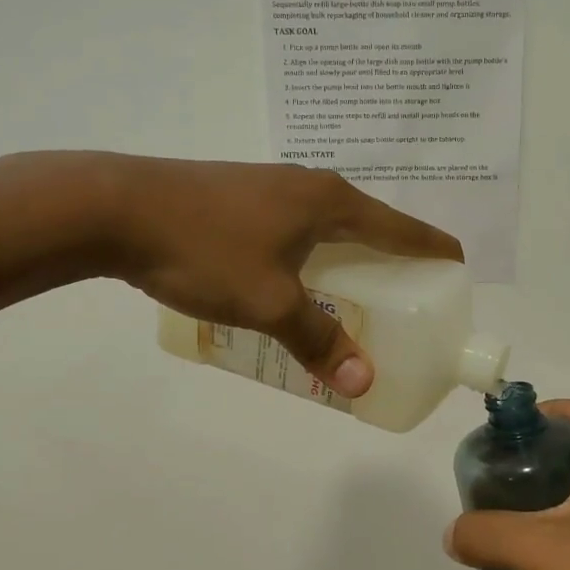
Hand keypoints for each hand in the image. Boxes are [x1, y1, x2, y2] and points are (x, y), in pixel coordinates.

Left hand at [96, 156, 460, 396]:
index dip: (433, 249)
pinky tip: (295, 283)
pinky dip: (311, 258)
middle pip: (368, 226)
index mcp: (330, 201)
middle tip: (406, 301)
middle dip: (392, 260)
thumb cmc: (204, 249)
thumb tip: (362, 382)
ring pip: (327, 228)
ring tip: (354, 297)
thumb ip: (317, 339)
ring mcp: (269, 188)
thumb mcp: (268, 301)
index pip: (401, 227)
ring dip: (347, 259)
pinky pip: (294, 230)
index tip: (458, 269)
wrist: (112, 208)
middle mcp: (307, 187)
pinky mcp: (237, 198)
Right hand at [444, 401, 569, 569]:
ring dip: (545, 498)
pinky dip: (566, 524)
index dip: (525, 422)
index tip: (491, 450)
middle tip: (491, 490)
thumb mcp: (544, 551)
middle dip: (529, 464)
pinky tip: (541, 555)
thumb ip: (489, 534)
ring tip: (507, 523)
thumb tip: (453, 535)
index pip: (566, 412)